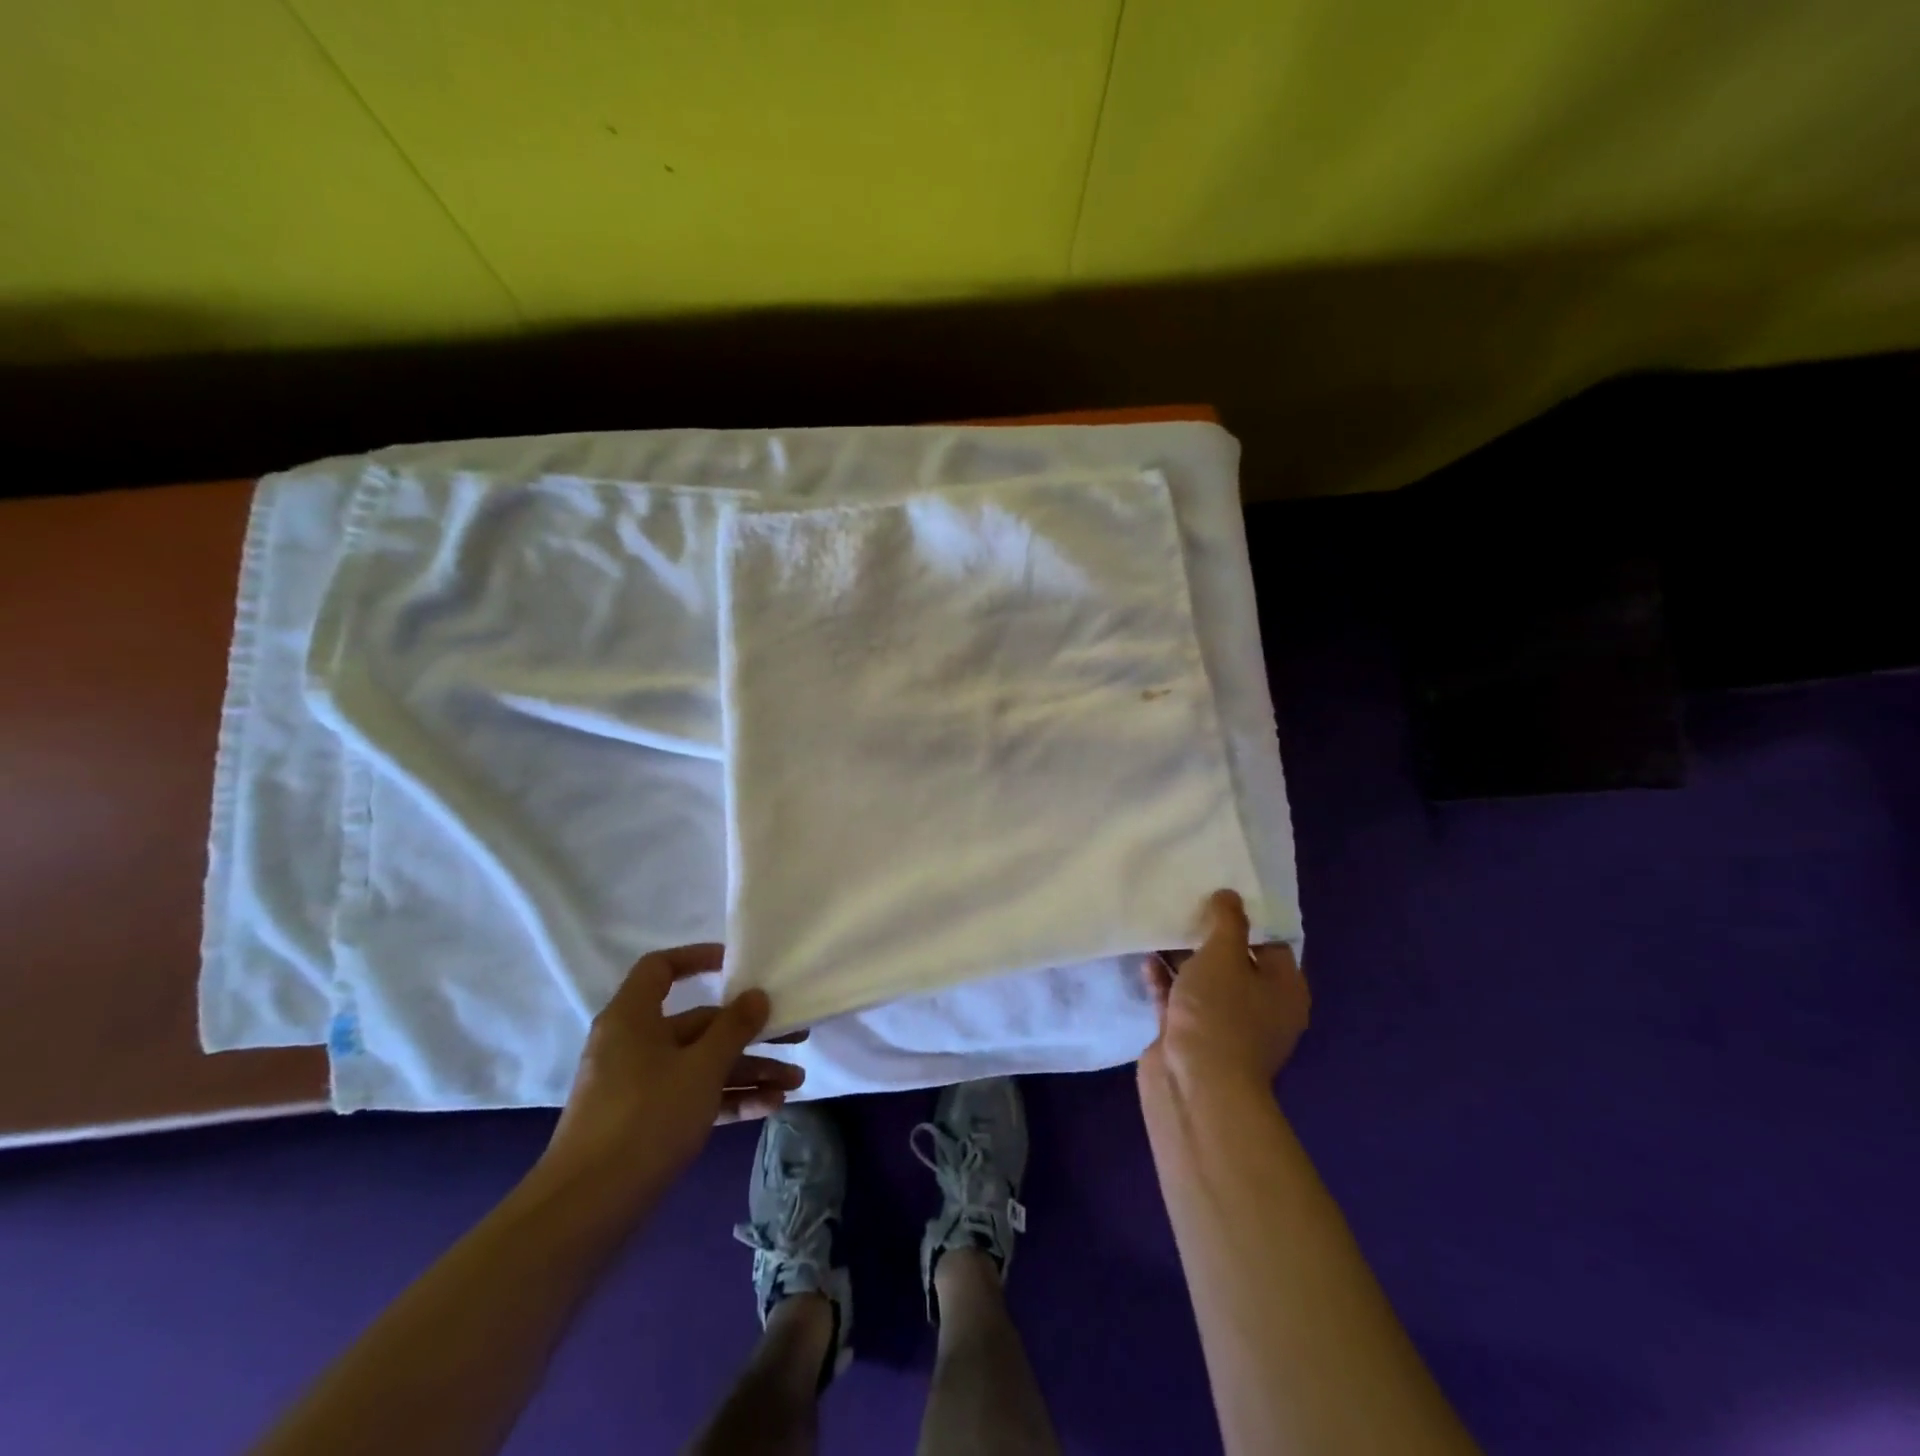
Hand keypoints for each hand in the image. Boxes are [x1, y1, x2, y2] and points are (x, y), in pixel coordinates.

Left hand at [537, 943, 805, 1214]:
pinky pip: (694, 1098)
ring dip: (748, 1072)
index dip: (697, 958)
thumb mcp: (701, 1067)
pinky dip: (729, 1100)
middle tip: (795, 1037)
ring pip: (701, 1065)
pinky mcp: (646, 1124)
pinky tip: (770, 1107)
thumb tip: (756, 995)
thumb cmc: (646, 1117)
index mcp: (633, 1017)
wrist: (586, 1210)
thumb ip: (734, 1028)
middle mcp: (634, 1045)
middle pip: (698, 1024)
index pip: (660, 968)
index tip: (736, 964)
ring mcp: (638, 1087)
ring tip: (794, 1084)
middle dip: (749, 1034)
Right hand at [1140, 889, 1309, 1092]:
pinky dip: (1164, 980)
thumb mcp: (1225, 955)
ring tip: (1160, 922)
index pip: (1271, 943)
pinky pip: (1177, 998)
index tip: (1220, 891)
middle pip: (1235, 961)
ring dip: (1182, 957)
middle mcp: (1259, 1007)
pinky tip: (1145, 957)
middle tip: (1186, 900)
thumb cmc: (1220, 1013)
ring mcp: (1222, 1024)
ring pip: (1203, 980)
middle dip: (1210, 935)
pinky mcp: (1189, 1036)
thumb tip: (1230, 896)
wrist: (1194, 1083)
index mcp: (1283, 989)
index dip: (1247, 916)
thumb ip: (1227, 921)